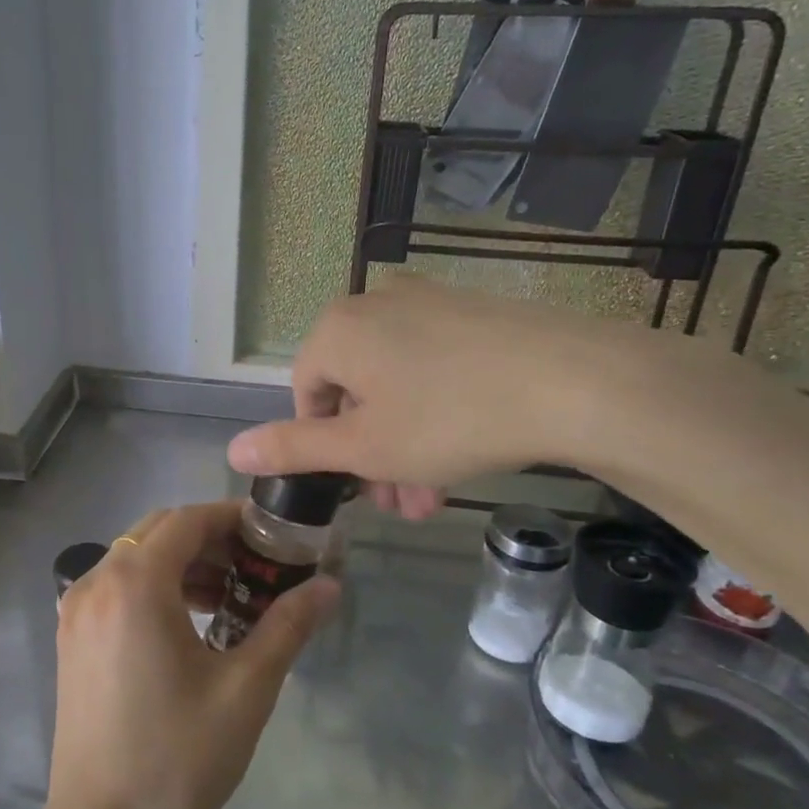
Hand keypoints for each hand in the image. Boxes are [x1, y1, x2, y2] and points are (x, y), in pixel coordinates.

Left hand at [42, 502, 338, 808]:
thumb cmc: (176, 758)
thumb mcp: (245, 689)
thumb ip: (287, 626)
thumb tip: (329, 586)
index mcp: (134, 584)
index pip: (188, 520)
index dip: (232, 519)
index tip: (273, 536)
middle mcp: (96, 582)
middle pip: (159, 531)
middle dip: (210, 539)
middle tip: (256, 567)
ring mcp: (76, 609)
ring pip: (136, 557)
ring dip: (182, 562)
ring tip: (228, 597)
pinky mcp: (71, 637)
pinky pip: (117, 586)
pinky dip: (154, 586)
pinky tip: (188, 623)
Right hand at [227, 275, 658, 493]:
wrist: (574, 382)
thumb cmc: (449, 418)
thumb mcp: (363, 447)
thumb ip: (292, 448)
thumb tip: (234, 450)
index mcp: (338, 330)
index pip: (306, 394)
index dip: (326, 447)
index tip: (359, 487)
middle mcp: (376, 304)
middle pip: (354, 392)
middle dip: (372, 456)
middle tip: (400, 505)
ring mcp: (429, 303)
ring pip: (396, 385)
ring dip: (405, 444)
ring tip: (435, 496)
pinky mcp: (473, 312)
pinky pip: (434, 366)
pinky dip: (437, 411)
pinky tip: (465, 452)